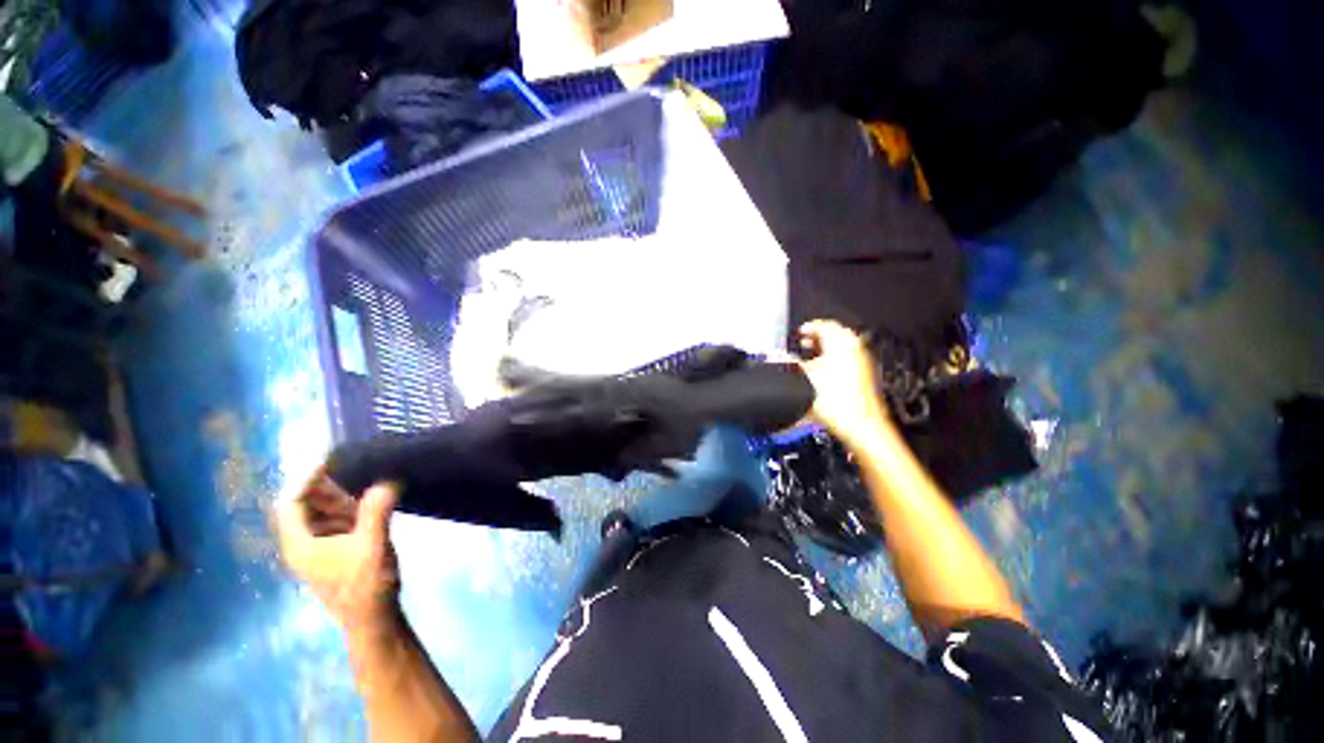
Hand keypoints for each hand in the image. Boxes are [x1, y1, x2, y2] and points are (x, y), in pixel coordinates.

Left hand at [275, 466, 400, 634]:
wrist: (373, 620)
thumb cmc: (366, 585)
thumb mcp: (372, 546)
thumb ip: (376, 512)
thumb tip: (387, 481)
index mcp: (300, 544)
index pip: (290, 503)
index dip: (306, 479)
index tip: (331, 460)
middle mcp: (304, 545)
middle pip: (304, 507)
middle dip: (327, 486)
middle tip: (355, 467)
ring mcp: (320, 551)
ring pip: (321, 515)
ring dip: (341, 497)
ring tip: (367, 481)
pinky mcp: (337, 554)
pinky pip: (336, 524)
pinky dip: (350, 509)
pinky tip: (372, 504)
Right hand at [797, 320, 893, 447]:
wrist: (860, 426)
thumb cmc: (835, 403)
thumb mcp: (802, 379)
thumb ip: (787, 364)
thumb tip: (774, 355)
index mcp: (840, 344)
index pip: (825, 325)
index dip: (809, 327)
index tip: (800, 332)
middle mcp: (854, 349)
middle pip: (836, 333)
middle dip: (819, 336)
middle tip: (805, 342)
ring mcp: (862, 362)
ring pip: (844, 346)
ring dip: (827, 348)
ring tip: (812, 357)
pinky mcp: (865, 375)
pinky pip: (849, 358)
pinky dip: (836, 359)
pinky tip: (824, 372)